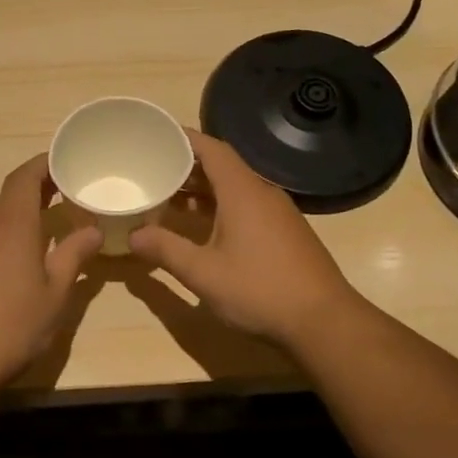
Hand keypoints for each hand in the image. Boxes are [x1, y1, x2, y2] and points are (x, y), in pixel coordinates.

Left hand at [0, 155, 104, 388]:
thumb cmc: (13, 326)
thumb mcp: (55, 294)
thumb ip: (74, 256)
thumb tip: (93, 229)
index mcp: (11, 225)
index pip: (24, 177)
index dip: (43, 165)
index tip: (64, 162)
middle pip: (8, 196)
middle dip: (34, 191)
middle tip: (63, 196)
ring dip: (16, 217)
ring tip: (42, 230)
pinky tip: (10, 265)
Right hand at [129, 132, 358, 349]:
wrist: (323, 321)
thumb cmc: (259, 290)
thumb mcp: (203, 273)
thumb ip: (166, 250)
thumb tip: (133, 235)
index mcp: (242, 192)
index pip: (212, 149)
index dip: (184, 139)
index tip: (157, 136)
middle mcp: (262, 194)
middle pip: (223, 167)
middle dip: (188, 166)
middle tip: (154, 170)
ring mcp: (279, 214)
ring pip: (236, 188)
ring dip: (204, 189)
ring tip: (171, 198)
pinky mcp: (286, 233)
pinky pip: (248, 206)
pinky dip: (221, 206)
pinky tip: (205, 228)